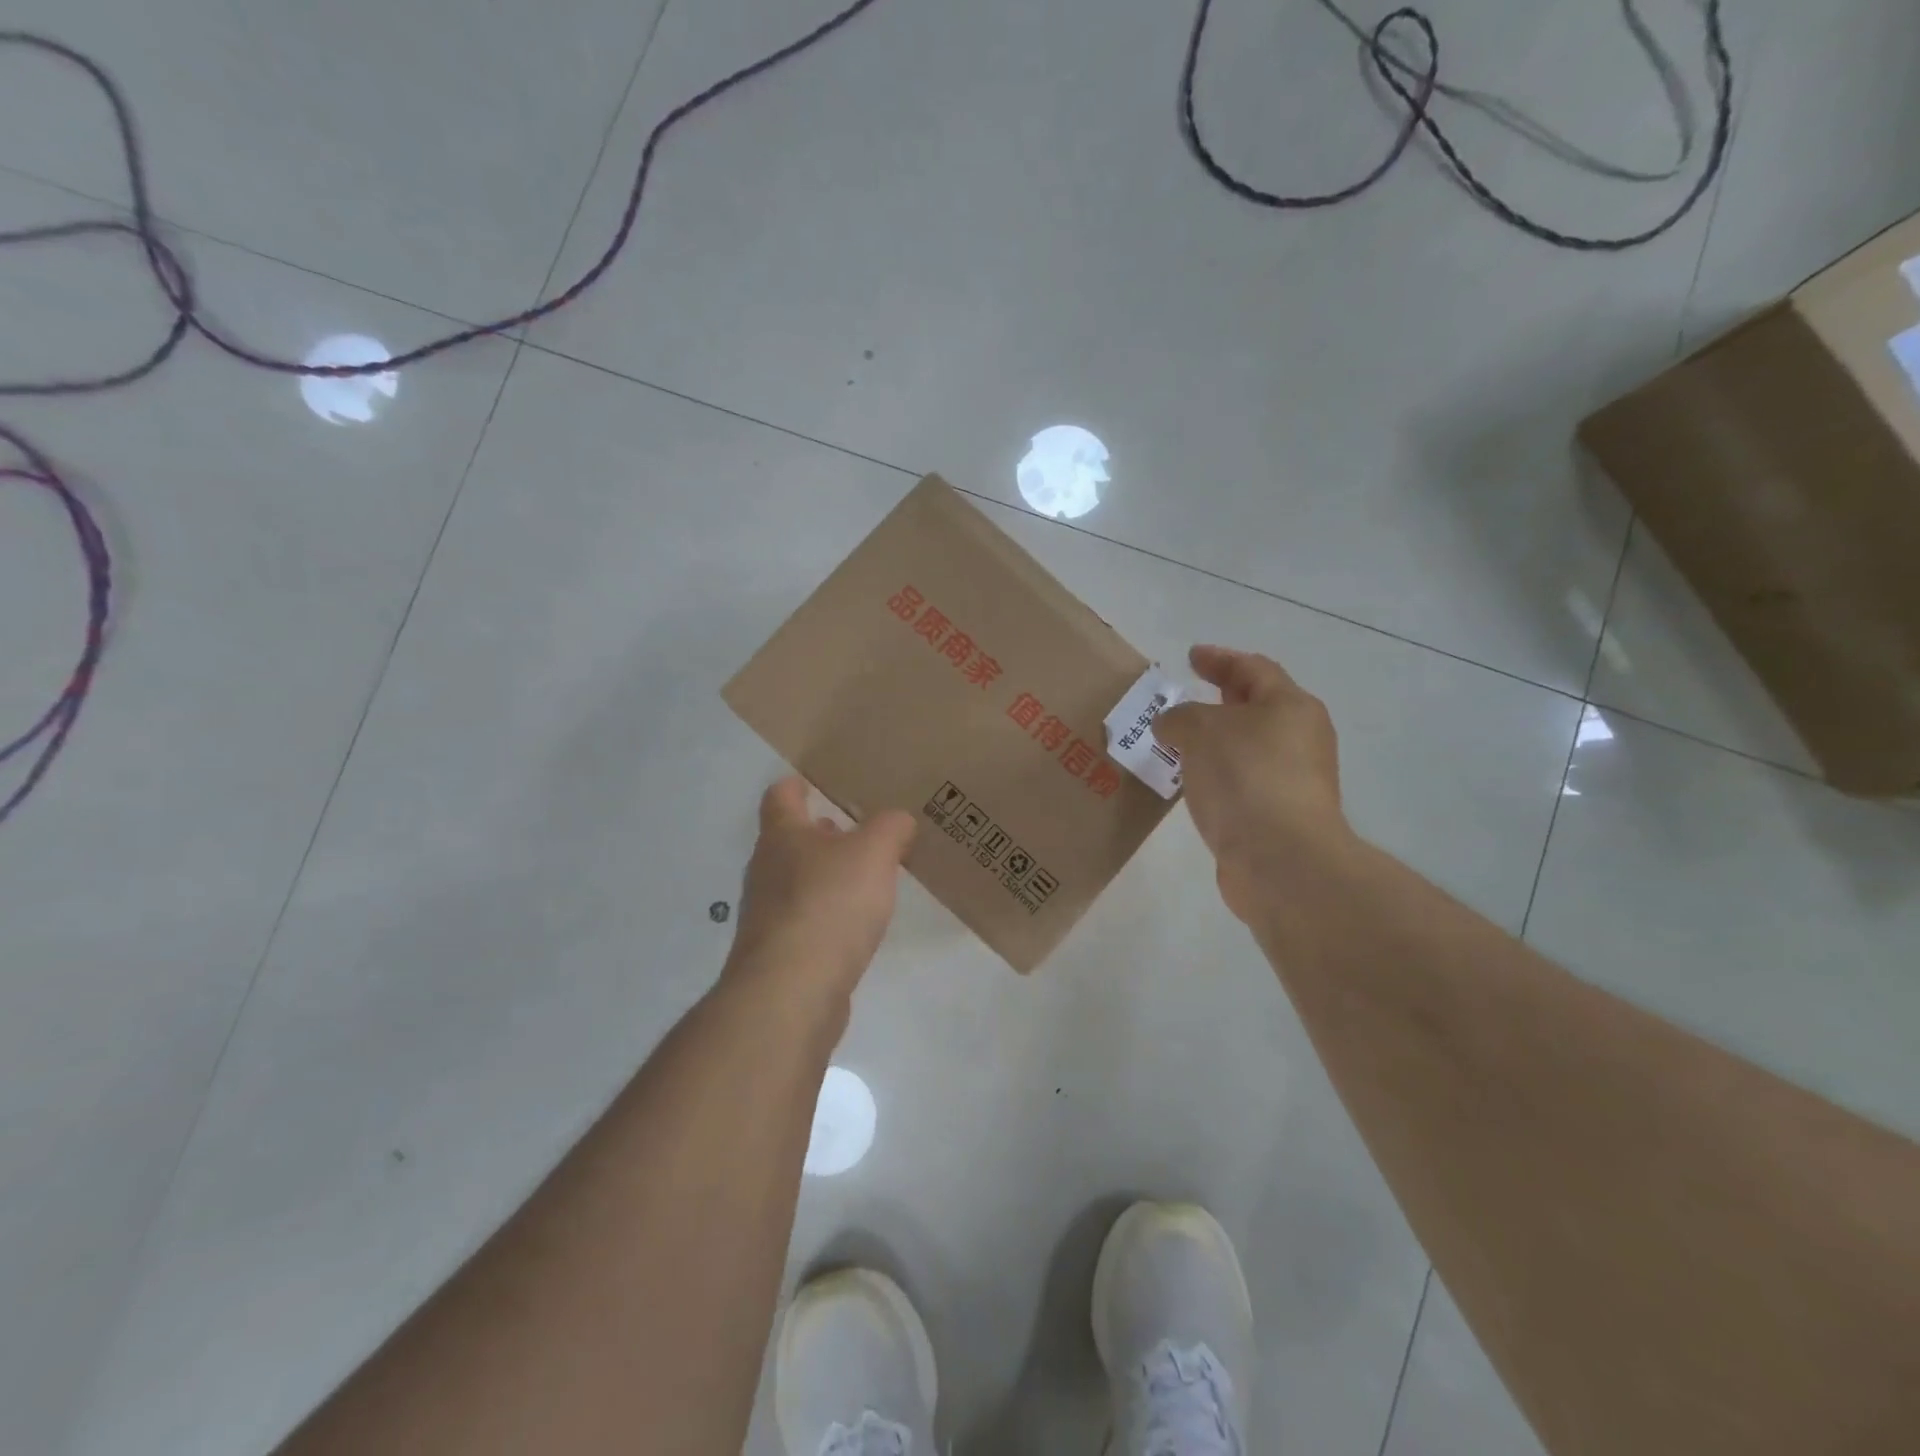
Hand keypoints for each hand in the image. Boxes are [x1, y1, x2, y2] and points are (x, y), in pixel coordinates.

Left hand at [726, 777, 916, 1000]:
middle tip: (854, 832)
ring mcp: (766, 917)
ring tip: (864, 880)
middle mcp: (766, 872)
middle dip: (820, 835)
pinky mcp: (778, 955)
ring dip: (825, 877)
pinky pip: (804, 923)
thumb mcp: (874, 852)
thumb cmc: (829, 904)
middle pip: (788, 842)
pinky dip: (826, 917)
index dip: (795, 786)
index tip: (811, 783)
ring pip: (796, 884)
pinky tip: (854, 927)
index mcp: (782, 837)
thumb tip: (898, 821)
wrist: (791, 991)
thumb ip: (890, 828)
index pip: (780, 797)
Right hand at [1153, 645, 1349, 924]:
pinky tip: (1193, 783)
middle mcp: (1300, 739)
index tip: (1191, 657)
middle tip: (1189, 695)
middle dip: (1222, 699)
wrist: (1279, 858)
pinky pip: (1243, 782)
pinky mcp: (1280, 817)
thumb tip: (1172, 725)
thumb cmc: (1244, 777)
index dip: (1220, 659)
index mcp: (1290, 706)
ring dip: (1216, 742)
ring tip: (1179, 743)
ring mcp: (1294, 780)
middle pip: (1257, 708)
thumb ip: (1179, 717)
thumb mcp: (1200, 729)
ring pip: (1248, 748)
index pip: (1253, 668)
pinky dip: (1218, 775)